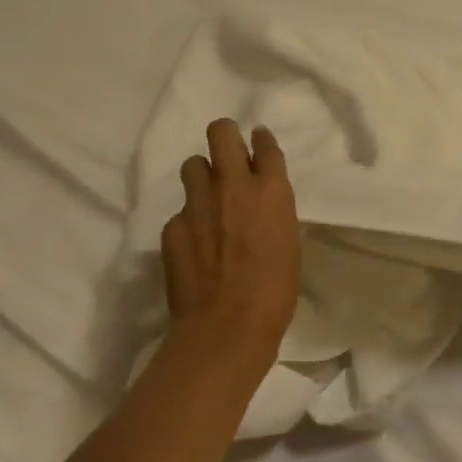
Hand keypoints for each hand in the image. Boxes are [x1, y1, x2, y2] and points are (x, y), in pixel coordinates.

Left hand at [160, 119, 301, 378]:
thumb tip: (260, 203)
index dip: (262, 140)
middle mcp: (233, 186)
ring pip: (193, 165)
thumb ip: (272, 211)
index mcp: (271, 190)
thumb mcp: (288, 240)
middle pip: (221, 134)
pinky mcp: (173, 226)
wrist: (227, 327)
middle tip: (228, 152)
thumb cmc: (275, 289)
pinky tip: (196, 243)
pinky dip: (190, 219)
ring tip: (208, 196)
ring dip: (203, 174)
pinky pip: (181, 210)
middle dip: (224, 135)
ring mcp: (198, 204)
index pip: (265, 145)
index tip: (258, 141)